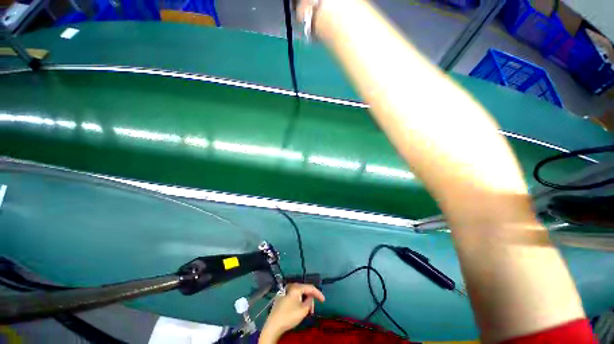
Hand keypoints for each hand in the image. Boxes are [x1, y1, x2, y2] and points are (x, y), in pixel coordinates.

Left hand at [259, 284, 324, 342]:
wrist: (273, 325)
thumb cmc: (289, 316)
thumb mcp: (303, 310)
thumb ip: (310, 301)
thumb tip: (311, 297)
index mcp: (296, 287)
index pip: (310, 287)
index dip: (318, 293)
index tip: (323, 300)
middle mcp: (290, 287)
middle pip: (304, 290)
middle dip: (310, 298)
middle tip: (313, 309)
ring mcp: (285, 292)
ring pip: (298, 294)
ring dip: (304, 301)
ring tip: (307, 311)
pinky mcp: (281, 298)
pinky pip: (293, 297)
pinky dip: (298, 301)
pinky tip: (299, 309)